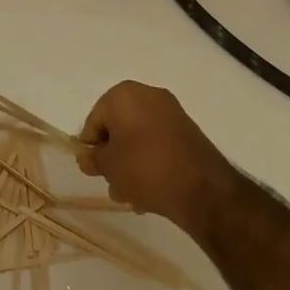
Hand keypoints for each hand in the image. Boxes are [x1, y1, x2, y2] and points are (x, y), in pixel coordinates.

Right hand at [79, 81, 230, 232]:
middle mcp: (148, 95)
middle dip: (113, 157)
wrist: (202, 189)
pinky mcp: (189, 131)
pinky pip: (158, 144)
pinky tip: (150, 190)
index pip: (95, 120)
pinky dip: (151, 161)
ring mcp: (172, 112)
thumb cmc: (144, 168)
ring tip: (131, 194)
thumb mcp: (108, 166)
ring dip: (131, 163)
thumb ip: (92, 159)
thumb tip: (87, 157)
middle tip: (112, 182)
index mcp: (123, 95)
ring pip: (139, 139)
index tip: (94, 169)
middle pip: (118, 128)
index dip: (91, 147)